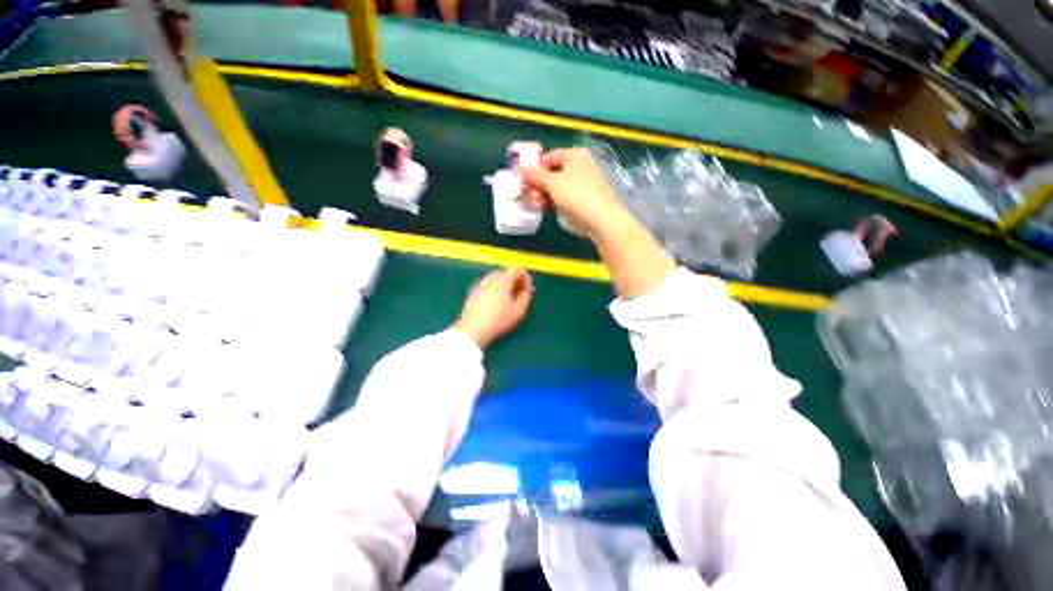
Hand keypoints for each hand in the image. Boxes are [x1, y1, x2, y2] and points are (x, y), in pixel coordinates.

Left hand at [454, 268, 534, 348]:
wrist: (473, 330)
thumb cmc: (499, 319)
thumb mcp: (519, 310)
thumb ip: (526, 296)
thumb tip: (526, 290)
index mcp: (503, 280)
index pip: (518, 270)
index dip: (526, 278)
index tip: (528, 290)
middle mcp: (490, 279)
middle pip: (506, 274)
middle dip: (515, 282)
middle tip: (520, 295)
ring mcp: (479, 285)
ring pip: (495, 281)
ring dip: (504, 287)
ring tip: (508, 301)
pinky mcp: (472, 294)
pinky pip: (487, 288)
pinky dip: (494, 292)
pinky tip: (495, 306)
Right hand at [520, 148, 632, 240]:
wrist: (600, 219)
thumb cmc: (576, 195)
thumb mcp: (552, 183)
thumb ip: (535, 176)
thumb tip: (522, 168)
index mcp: (574, 156)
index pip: (548, 158)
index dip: (535, 169)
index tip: (523, 182)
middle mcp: (579, 167)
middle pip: (551, 174)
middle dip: (537, 185)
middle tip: (526, 196)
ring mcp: (581, 185)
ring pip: (556, 188)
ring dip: (542, 195)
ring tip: (534, 204)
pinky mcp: (581, 201)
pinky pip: (562, 198)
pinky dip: (552, 202)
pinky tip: (543, 209)